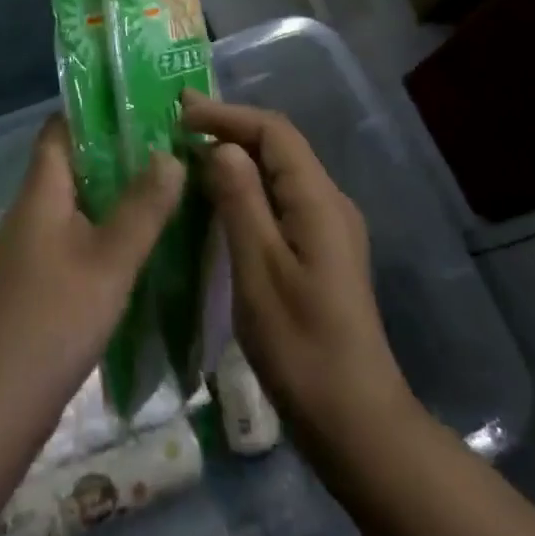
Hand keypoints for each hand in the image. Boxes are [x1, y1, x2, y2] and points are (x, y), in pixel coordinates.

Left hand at [0, 114, 184, 422]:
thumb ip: (143, 206)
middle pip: (73, 164)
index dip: (94, 112)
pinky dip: (107, 229)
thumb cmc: (54, 318)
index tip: (141, 106)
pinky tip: (141, 243)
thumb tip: (169, 154)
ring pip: (78, 203)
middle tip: (168, 147)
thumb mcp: (110, 259)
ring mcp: (33, 247)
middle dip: (117, 153)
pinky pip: (77, 236)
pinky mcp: (40, 280)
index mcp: (41, 191)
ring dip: (115, 193)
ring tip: (166, 187)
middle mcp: (32, 210)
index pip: (60, 129)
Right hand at [181, 91, 415, 454]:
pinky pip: (281, 198)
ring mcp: (328, 228)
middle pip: (279, 146)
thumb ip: (241, 201)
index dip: (227, 115)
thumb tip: (221, 146)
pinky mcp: (321, 251)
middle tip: (178, 124)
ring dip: (237, 156)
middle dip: (230, 129)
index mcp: (318, 200)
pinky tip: (219, 198)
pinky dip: (248, 185)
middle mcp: (329, 203)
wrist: (355, 422)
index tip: (181, 113)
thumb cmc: (301, 346)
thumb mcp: (259, 270)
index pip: (274, 132)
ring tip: (190, 152)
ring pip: (280, 172)